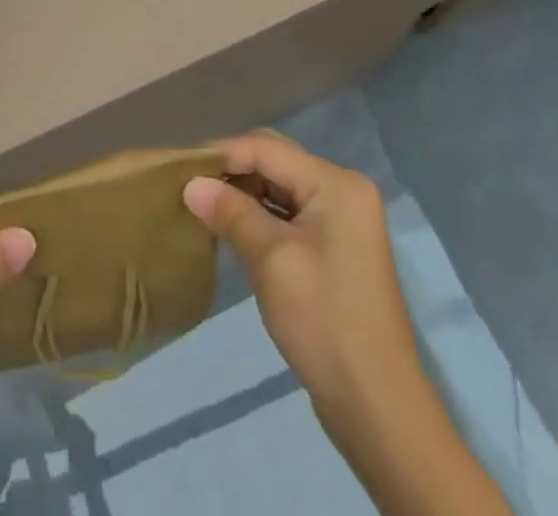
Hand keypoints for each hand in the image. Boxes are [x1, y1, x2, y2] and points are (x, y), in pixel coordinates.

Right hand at [185, 132, 509, 515]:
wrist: (377, 407)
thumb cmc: (324, 322)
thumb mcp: (271, 260)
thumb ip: (230, 212)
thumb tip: (190, 183)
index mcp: (336, 184)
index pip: (266, 149)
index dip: (221, 153)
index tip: (180, 168)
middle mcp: (343, 190)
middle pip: (275, 161)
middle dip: (231, 170)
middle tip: (189, 185)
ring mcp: (342, 219)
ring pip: (279, 186)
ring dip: (242, 192)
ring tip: (202, 204)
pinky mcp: (335, 246)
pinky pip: (288, 212)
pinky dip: (258, 214)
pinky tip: (230, 226)